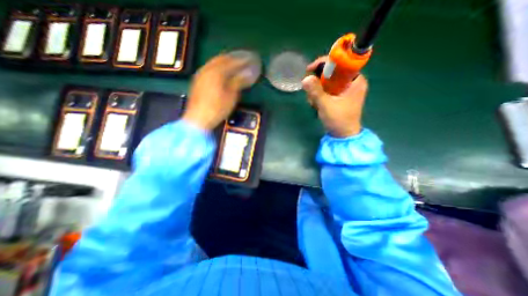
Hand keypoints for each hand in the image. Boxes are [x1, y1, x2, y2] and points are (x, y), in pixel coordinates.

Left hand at [183, 54, 250, 130]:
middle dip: (233, 59)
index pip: (232, 61)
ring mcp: (201, 74)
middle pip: (222, 58)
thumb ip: (238, 81)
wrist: (198, 118)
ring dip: (225, 62)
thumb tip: (248, 72)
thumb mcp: (231, 96)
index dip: (242, 61)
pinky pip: (210, 68)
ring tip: (234, 65)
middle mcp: (207, 69)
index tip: (250, 60)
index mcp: (216, 72)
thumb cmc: (217, 108)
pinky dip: (218, 67)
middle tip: (243, 61)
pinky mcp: (198, 80)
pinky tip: (222, 72)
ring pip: (215, 62)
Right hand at [304, 56, 367, 137]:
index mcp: (355, 80)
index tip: (310, 70)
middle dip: (318, 82)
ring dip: (317, 91)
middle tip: (310, 92)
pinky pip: (328, 90)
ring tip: (313, 103)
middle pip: (332, 72)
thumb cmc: (339, 120)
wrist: (343, 136)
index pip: (340, 62)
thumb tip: (305, 78)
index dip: (324, 63)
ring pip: (328, 82)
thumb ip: (316, 91)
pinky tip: (316, 105)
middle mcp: (352, 82)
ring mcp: (346, 90)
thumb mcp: (326, 105)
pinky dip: (320, 95)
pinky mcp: (340, 97)